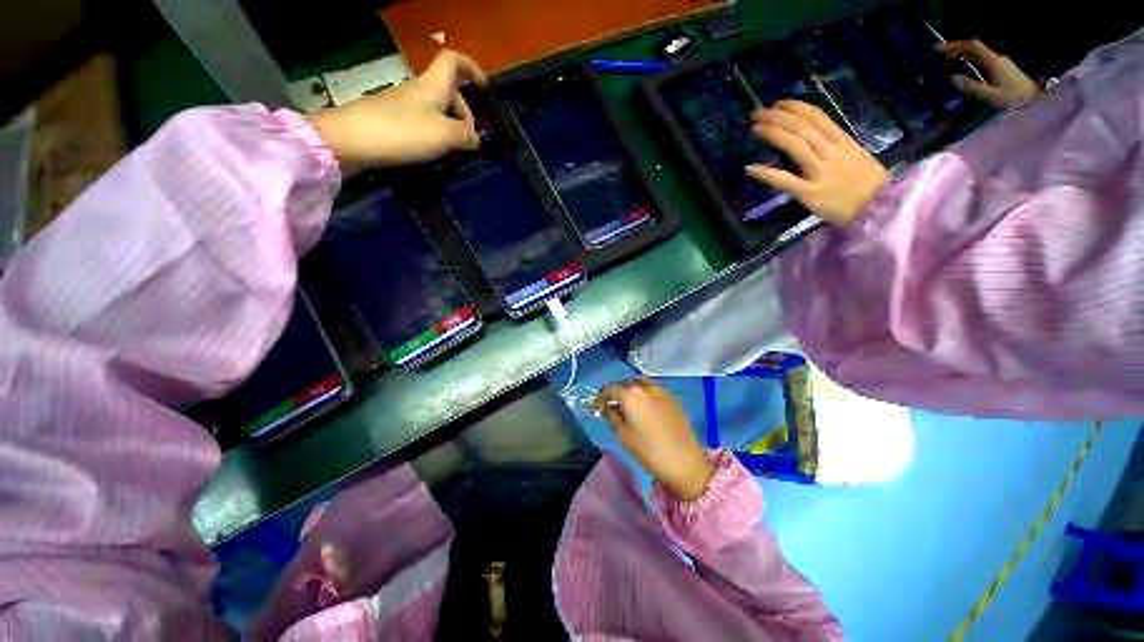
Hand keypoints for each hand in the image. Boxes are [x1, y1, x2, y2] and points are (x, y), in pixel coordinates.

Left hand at [306, 50, 487, 171]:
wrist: (354, 140)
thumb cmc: (405, 131)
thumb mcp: (445, 134)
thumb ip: (465, 135)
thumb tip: (475, 138)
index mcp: (433, 85)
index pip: (453, 61)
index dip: (472, 68)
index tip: (484, 89)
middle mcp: (419, 90)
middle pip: (449, 91)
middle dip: (465, 112)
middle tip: (469, 139)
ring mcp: (404, 105)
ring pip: (437, 109)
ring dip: (450, 127)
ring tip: (454, 151)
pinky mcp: (393, 121)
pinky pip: (423, 122)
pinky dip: (435, 135)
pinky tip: (434, 153)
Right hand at [595, 380, 714, 500]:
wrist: (685, 461)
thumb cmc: (649, 450)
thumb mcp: (623, 434)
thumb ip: (611, 416)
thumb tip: (606, 406)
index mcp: (630, 394)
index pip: (609, 388)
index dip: (600, 397)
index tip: (597, 406)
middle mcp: (645, 386)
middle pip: (624, 384)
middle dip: (616, 393)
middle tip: (612, 407)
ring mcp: (661, 390)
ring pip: (640, 384)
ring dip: (631, 391)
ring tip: (629, 406)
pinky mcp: (673, 398)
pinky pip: (653, 389)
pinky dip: (644, 394)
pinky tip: (645, 408)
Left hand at [747, 100, 889, 225]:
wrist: (880, 210)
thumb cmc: (868, 185)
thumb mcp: (857, 156)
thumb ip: (836, 145)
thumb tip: (813, 136)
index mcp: (844, 141)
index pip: (817, 116)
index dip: (794, 107)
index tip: (777, 104)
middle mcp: (832, 152)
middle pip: (801, 127)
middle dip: (777, 117)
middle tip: (757, 114)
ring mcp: (820, 173)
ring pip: (795, 146)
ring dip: (772, 134)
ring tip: (755, 129)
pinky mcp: (810, 193)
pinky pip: (785, 180)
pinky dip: (766, 173)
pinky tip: (751, 168)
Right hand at [939, 39, 1039, 108]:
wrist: (1036, 101)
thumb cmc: (1014, 100)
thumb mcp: (991, 96)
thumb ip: (972, 87)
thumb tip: (953, 79)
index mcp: (994, 62)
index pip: (973, 47)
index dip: (955, 45)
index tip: (939, 49)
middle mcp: (998, 58)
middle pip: (976, 48)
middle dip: (957, 49)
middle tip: (941, 55)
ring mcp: (1002, 63)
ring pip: (979, 54)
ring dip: (964, 55)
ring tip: (950, 61)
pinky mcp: (1004, 69)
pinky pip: (984, 61)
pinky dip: (971, 61)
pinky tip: (965, 68)